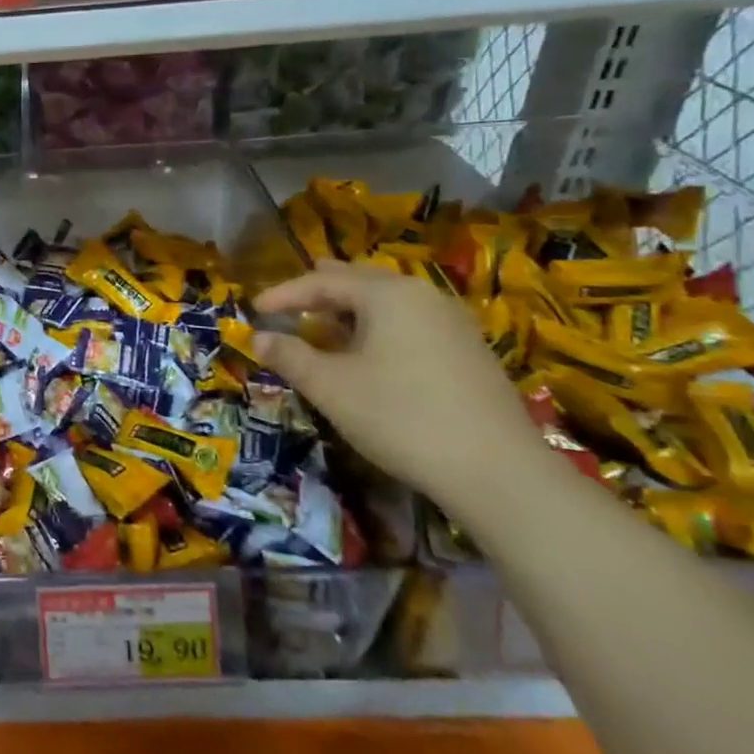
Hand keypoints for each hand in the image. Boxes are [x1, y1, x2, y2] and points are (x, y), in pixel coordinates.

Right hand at [253, 260, 547, 510]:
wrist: (498, 472)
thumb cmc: (400, 418)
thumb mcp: (331, 387)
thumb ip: (290, 357)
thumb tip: (259, 338)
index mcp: (388, 294)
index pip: (323, 281)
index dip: (284, 294)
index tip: (254, 309)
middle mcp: (423, 296)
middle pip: (360, 281)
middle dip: (320, 291)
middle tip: (288, 301)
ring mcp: (453, 323)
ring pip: (389, 302)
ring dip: (350, 309)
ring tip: (324, 323)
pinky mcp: (469, 352)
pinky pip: (410, 323)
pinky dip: (378, 327)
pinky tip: (369, 351)